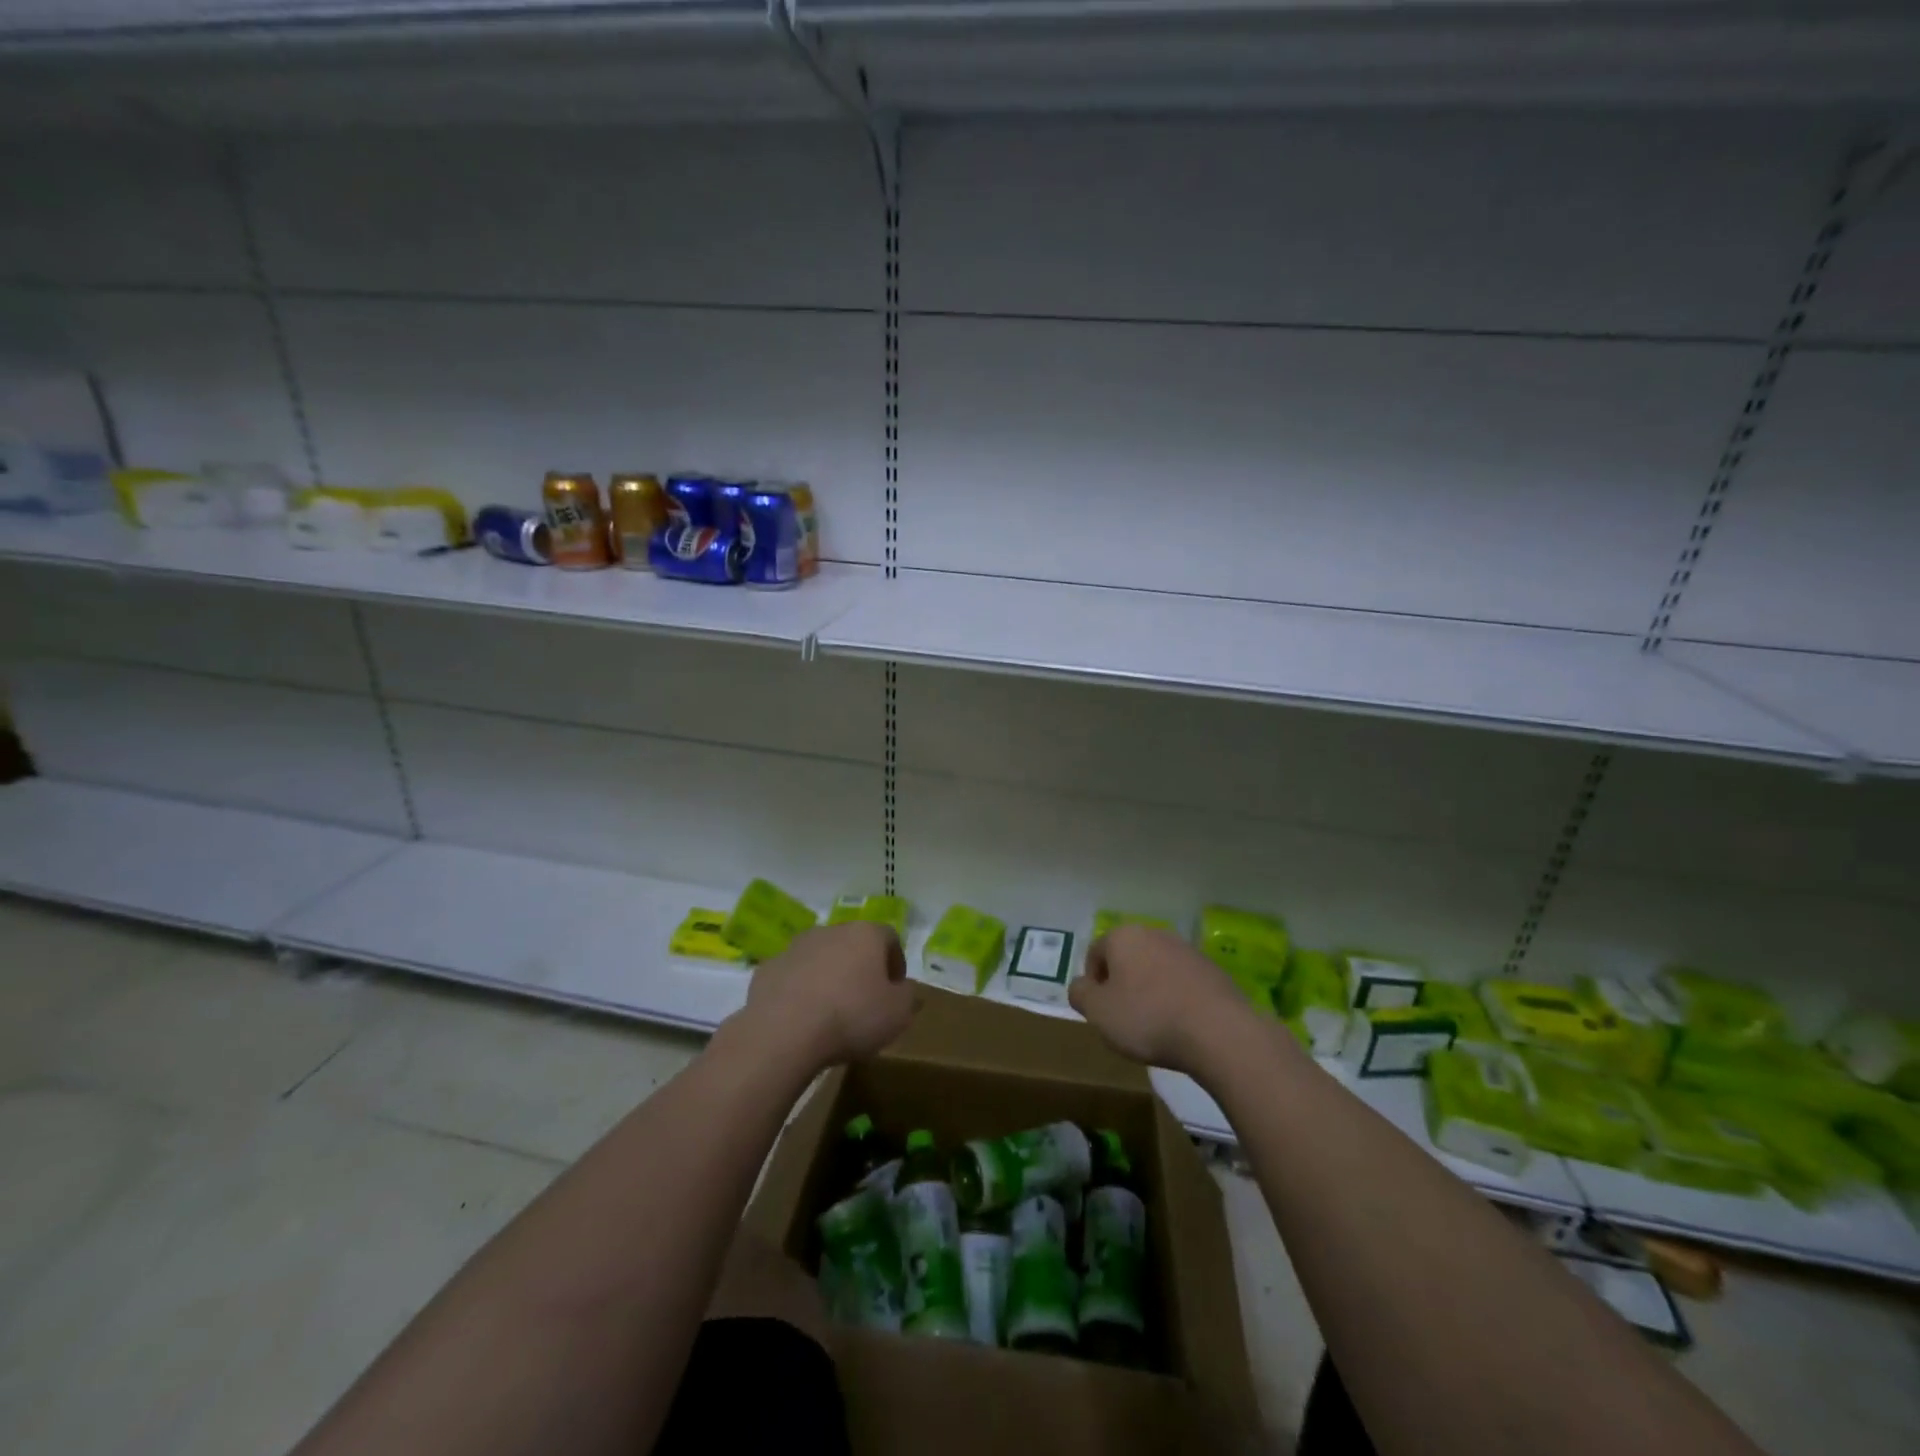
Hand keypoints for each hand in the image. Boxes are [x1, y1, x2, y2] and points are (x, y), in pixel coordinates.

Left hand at [738, 922, 913, 1072]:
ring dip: (828, 975)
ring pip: (820, 957)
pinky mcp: (768, 968)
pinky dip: (800, 990)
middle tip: (864, 999)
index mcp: (865, 934)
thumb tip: (902, 988)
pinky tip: (802, 1017)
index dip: (896, 962)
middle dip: (860, 966)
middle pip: (852, 943)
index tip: (895, 989)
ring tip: (831, 1010)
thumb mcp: (898, 1014)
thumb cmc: (851, 1017)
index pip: (889, 937)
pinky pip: (792, 976)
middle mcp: (830, 930)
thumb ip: (908, 996)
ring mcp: (795, 947)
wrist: (784, 1033)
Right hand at [1069, 924, 1258, 1076]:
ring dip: (1150, 991)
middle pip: (1127, 958)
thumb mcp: (1098, 1012)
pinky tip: (1181, 1025)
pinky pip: (1182, 982)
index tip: (1101, 1012)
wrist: (1219, 1032)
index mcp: (1123, 936)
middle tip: (1125, 1019)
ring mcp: (1186, 949)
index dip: (1093, 984)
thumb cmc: (1148, 1018)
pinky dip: (1176, 998)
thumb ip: (1080, 994)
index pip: (1095, 953)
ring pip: (1155, 969)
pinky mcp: (1212, 970)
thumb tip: (1081, 985)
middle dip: (1122, 985)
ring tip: (1155, 1025)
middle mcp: (1154, 933)